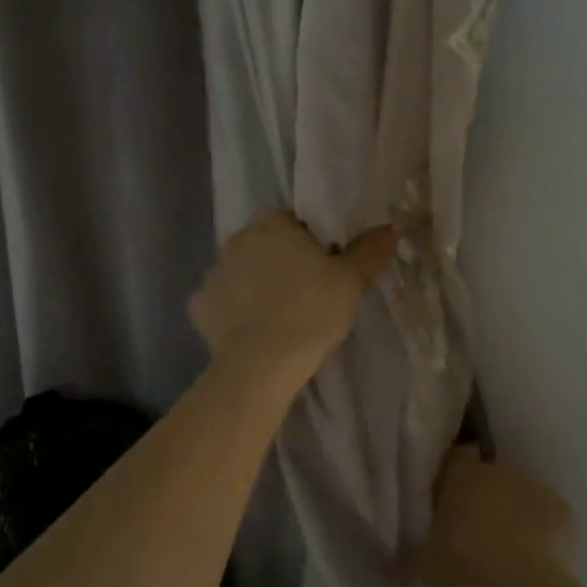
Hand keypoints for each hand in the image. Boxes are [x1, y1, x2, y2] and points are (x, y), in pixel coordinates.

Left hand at [190, 210, 395, 370]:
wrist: (262, 363)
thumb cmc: (311, 311)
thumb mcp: (351, 281)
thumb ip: (369, 250)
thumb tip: (388, 229)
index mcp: (271, 223)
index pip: (293, 223)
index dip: (311, 245)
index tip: (325, 271)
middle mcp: (236, 240)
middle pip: (264, 246)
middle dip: (281, 263)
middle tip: (307, 295)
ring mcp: (213, 273)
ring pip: (241, 273)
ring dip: (256, 286)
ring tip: (280, 318)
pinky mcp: (198, 307)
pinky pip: (222, 303)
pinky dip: (234, 313)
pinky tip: (253, 333)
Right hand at [408, 445, 574, 586]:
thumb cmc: (463, 566)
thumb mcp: (424, 563)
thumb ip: (413, 550)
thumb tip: (399, 554)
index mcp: (462, 473)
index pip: (455, 457)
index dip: (452, 476)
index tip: (447, 499)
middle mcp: (498, 469)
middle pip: (488, 475)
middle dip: (483, 495)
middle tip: (474, 529)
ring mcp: (533, 486)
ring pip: (518, 493)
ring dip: (511, 510)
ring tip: (506, 548)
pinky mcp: (561, 509)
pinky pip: (544, 514)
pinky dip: (539, 529)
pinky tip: (533, 557)